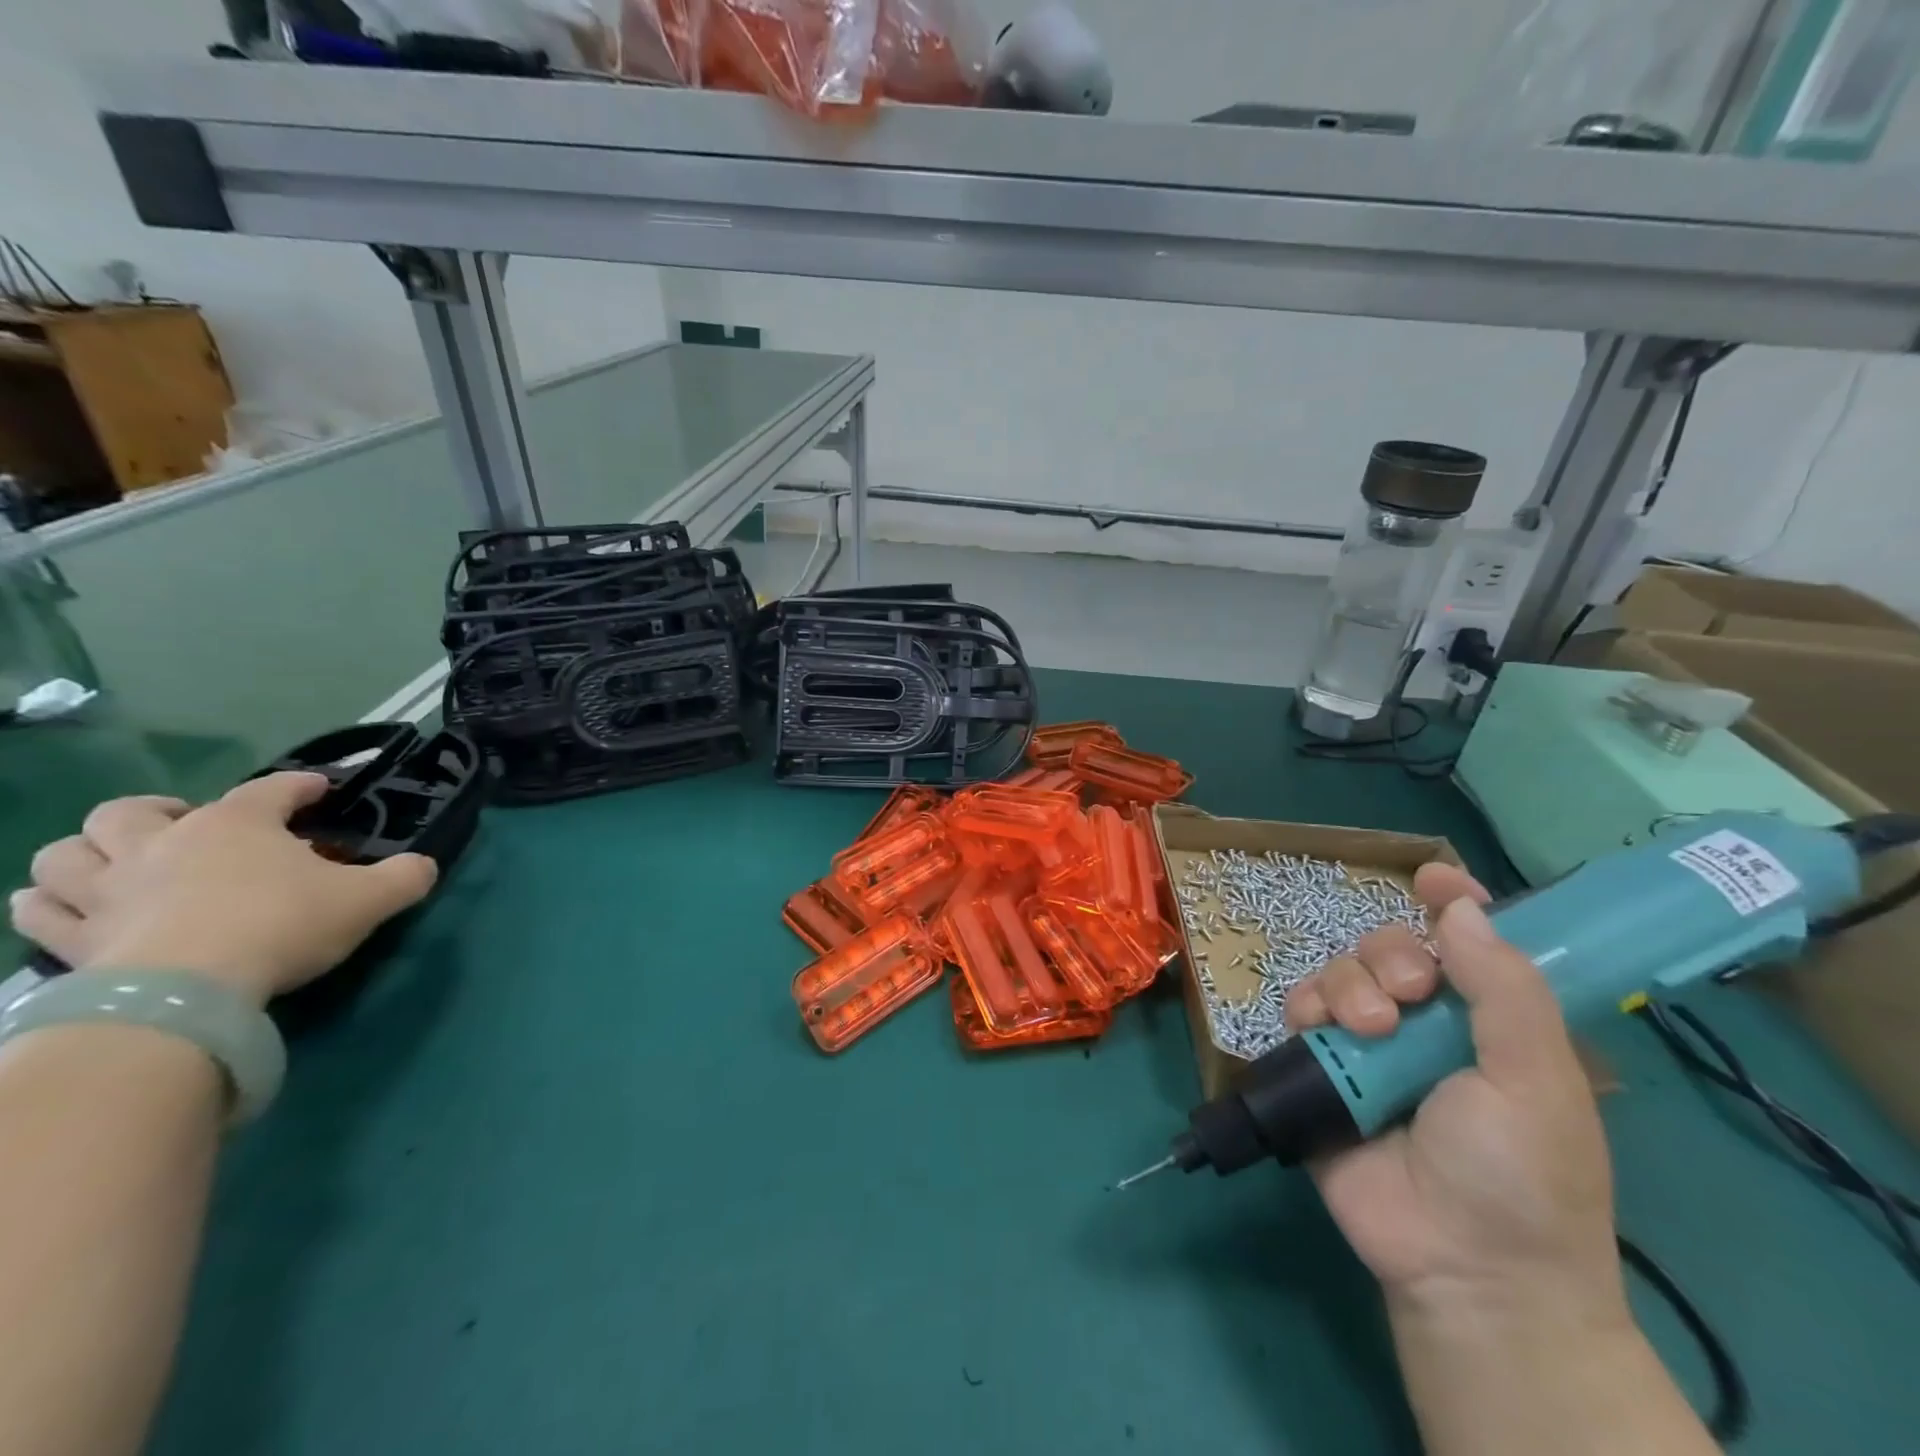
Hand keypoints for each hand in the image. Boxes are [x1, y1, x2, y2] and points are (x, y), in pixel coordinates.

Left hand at [10, 774, 438, 1006]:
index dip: (298, 786)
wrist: (188, 990)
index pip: (271, 788)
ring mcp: (107, 890)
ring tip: (116, 866)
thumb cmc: (282, 926)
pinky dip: (49, 905)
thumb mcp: (370, 899)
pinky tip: (72, 912)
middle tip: (186, 829)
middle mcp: (162, 843)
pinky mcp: (73, 939)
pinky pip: (36, 912)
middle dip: (155, 812)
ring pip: (64, 853)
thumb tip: (424, 866)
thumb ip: (405, 877)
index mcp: (236, 824)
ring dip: (86, 854)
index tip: (317, 792)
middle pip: (131, 810)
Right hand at [1287, 864, 1627, 1332]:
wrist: (1463, 1269)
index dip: (1452, 900)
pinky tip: (1320, 1030)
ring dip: (1349, 985)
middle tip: (1406, 997)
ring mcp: (1370, 1044)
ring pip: (1342, 970)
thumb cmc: (1522, 1176)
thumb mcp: (1536, 1081)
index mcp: (1490, 1020)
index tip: (1432, 877)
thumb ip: (1505, 990)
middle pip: (1392, 946)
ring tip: (1368, 1031)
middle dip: (1391, 956)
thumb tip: (1460, 905)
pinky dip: (1306, 1007)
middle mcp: (1428, 1022)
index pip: (1471, 940)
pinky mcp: (1323, 1067)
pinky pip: (1300, 1009)